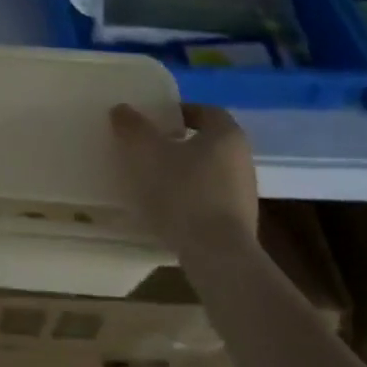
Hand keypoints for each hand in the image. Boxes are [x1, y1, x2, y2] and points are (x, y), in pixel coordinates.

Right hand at [110, 103, 258, 249]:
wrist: (217, 256)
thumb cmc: (184, 192)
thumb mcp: (147, 153)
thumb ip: (133, 127)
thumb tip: (122, 110)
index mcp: (226, 135)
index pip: (205, 111)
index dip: (178, 112)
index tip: (154, 121)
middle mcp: (242, 159)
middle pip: (206, 142)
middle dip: (177, 143)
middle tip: (147, 148)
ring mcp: (243, 193)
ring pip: (208, 172)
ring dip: (182, 172)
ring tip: (151, 181)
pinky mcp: (238, 223)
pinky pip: (209, 199)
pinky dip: (189, 198)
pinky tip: (166, 209)